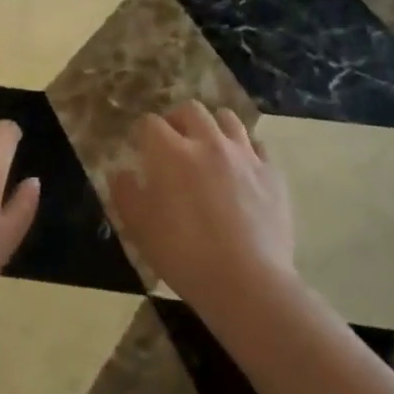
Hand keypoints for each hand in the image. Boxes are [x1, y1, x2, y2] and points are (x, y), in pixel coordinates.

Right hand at [110, 101, 295, 316]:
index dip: (142, 134)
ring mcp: (244, 155)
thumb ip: (125, 193)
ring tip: (209, 147)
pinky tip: (241, 169)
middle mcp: (207, 142)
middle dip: (177, 120)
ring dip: (213, 126)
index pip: (150, 123)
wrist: (248, 284)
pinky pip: (257, 146)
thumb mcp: (140, 228)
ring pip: (227, 119)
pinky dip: (245, 151)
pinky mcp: (271, 174)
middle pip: (190, 109)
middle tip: (174, 142)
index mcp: (170, 152)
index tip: (141, 149)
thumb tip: (121, 172)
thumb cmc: (185, 255)